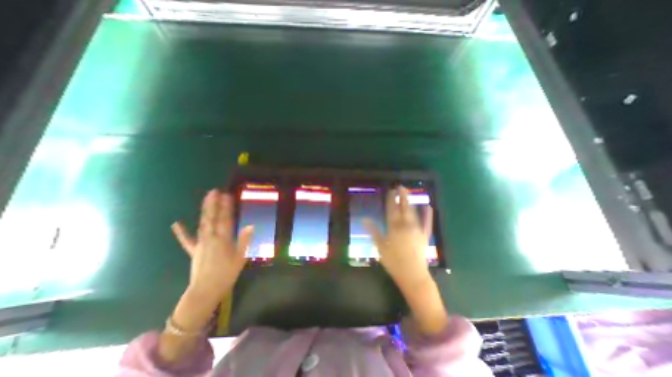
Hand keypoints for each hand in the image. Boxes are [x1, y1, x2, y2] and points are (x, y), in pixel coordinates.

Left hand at [172, 190, 256, 301]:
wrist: (205, 291)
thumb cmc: (226, 274)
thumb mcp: (240, 258)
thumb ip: (245, 240)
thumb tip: (251, 225)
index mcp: (223, 240)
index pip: (225, 219)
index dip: (226, 207)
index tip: (227, 195)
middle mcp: (211, 238)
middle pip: (212, 218)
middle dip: (213, 204)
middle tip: (214, 191)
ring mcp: (200, 244)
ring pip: (202, 224)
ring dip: (205, 210)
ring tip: (207, 199)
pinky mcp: (194, 250)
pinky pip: (187, 240)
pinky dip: (181, 232)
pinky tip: (176, 223)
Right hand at [365, 186, 432, 291]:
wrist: (412, 275)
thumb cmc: (393, 261)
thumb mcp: (380, 246)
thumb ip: (373, 231)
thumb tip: (364, 219)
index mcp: (394, 227)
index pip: (392, 209)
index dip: (391, 199)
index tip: (390, 190)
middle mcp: (406, 225)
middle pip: (404, 207)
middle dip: (402, 196)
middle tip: (400, 186)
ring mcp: (417, 229)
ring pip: (413, 212)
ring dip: (410, 202)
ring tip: (408, 193)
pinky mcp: (424, 235)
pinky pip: (427, 223)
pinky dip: (428, 214)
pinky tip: (428, 206)